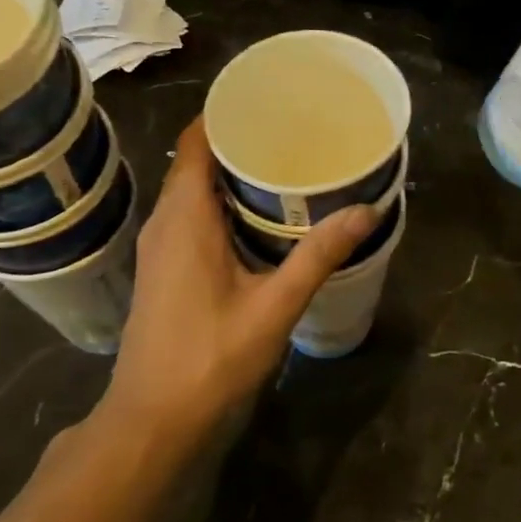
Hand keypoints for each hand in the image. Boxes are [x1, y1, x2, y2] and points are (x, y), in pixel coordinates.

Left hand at [99, 118, 375, 438]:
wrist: (153, 420)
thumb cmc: (210, 359)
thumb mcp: (274, 306)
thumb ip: (318, 256)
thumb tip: (367, 210)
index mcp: (184, 218)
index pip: (196, 141)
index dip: (227, 114)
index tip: (271, 101)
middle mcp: (165, 222)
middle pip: (198, 162)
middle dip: (242, 142)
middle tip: (296, 134)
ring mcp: (161, 248)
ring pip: (195, 191)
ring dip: (234, 175)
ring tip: (287, 167)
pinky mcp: (165, 269)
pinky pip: (193, 216)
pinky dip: (224, 204)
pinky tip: (263, 218)